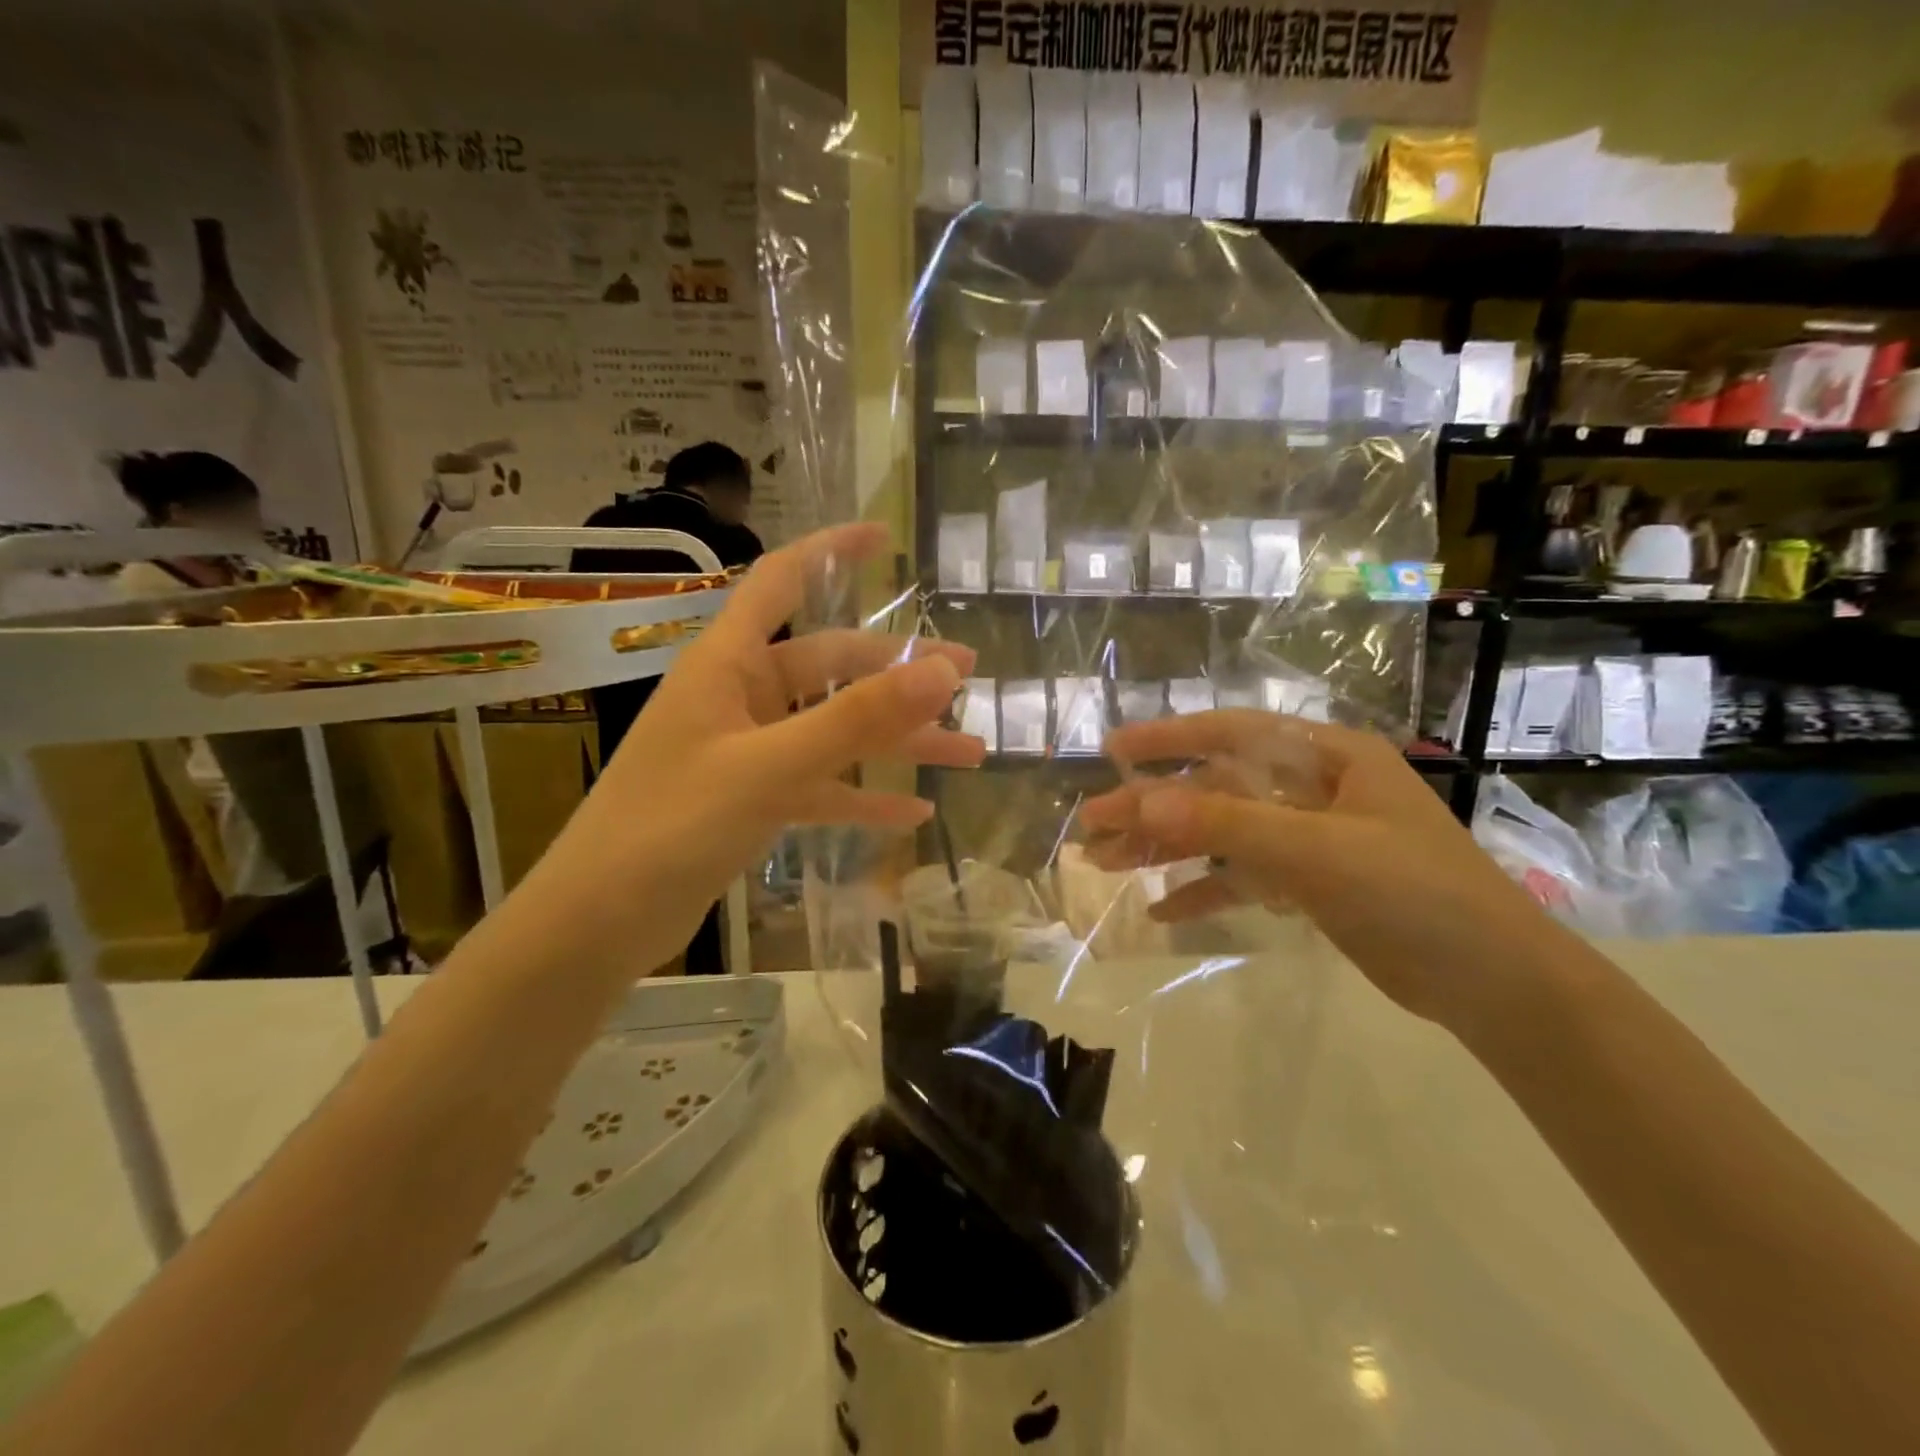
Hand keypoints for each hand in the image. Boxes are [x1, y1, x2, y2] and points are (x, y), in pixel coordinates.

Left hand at [534, 523, 982, 973]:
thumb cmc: (670, 827)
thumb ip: (856, 719)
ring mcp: (748, 751)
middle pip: (831, 666)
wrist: (599, 922)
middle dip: (900, 673)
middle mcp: (740, 697)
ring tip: (968, 752)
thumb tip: (943, 670)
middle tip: (968, 678)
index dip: (831, 550)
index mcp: (728, 664)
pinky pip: (823, 787)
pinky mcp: (753, 800)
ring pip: (837, 731)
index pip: (781, 581)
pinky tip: (914, 814)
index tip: (886, 536)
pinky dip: (866, 796)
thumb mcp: (770, 768)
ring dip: (898, 741)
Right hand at [1080, 711, 1567, 1034]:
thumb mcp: (1318, 852)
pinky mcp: (1310, 884)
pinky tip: (1163, 910)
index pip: (1232, 733)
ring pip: (1222, 834)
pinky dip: (1205, 890)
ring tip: (1109, 865)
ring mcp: (1310, 838)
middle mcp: (1314, 789)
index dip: (1169, 738)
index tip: (1113, 750)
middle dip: (1154, 808)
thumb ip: (1228, 824)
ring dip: (1168, 849)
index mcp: (1326, 757)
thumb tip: (1141, 801)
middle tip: (1093, 827)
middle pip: (1216, 789)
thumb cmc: (1416, 895)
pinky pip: (1244, 878)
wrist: (1495, 984)